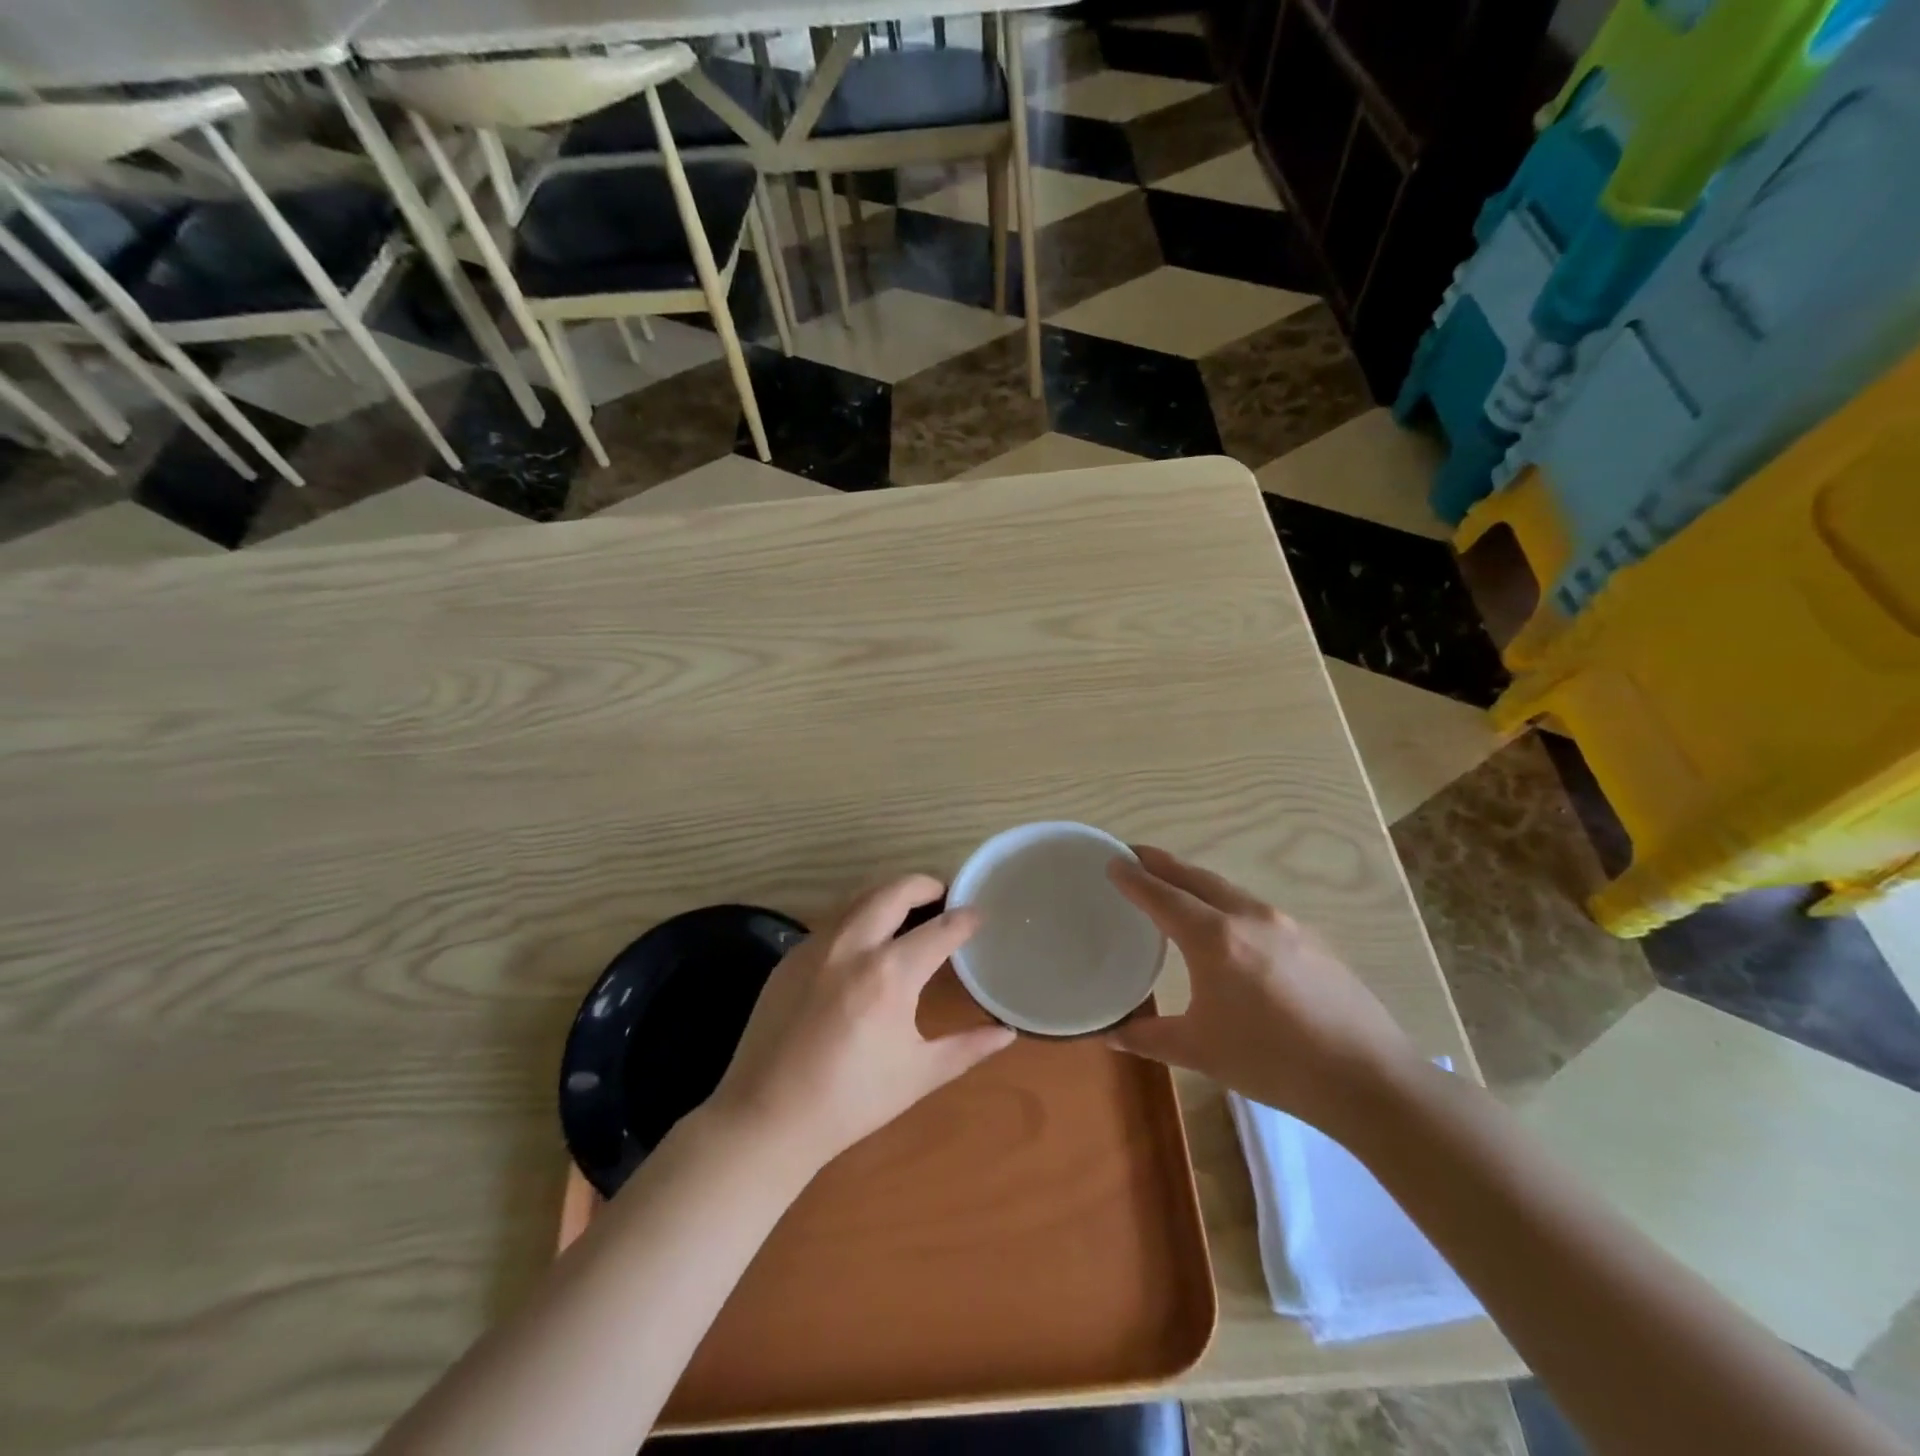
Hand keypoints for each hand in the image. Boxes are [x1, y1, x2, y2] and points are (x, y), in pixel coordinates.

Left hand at [707, 874, 1015, 1172]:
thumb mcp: (918, 1075)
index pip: (940, 929)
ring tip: (909, 910)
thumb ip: (968, 1047)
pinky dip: (858, 916)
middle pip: (895, 891)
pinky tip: (865, 941)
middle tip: (944, 895)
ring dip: (890, 895)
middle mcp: (852, 946)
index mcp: (890, 974)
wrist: (766, 1118)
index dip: (966, 918)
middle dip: (925, 885)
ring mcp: (816, 946)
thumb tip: (1007, 1033)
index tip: (980, 913)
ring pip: (859, 898)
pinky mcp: (791, 956)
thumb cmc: (851, 1101)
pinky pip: (833, 921)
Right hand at [1106, 846, 1416, 1131]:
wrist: (1368, 1077)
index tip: (1112, 861)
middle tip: (1135, 856)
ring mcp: (1285, 924)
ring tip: (1175, 887)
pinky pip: (1254, 908)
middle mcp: (1247, 916)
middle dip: (1162, 864)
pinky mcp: (1311, 938)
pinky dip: (1226, 903)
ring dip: (1195, 881)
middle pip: (1195, 877)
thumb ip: (1148, 1037)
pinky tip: (1228, 927)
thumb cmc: (1273, 1062)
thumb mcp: (1201, 1051)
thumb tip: (1108, 1035)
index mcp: (1214, 938)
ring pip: (1228, 889)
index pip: (1162, 895)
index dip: (1133, 878)